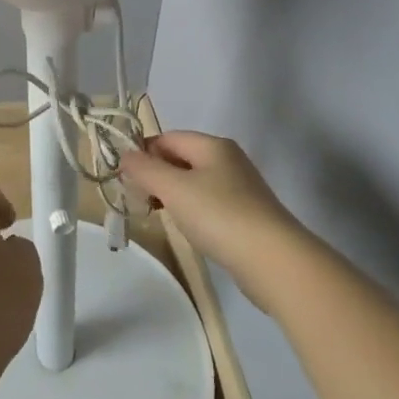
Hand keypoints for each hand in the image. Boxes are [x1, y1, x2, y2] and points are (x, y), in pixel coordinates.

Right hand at [120, 132, 307, 305]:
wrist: (274, 260)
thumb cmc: (219, 216)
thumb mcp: (174, 188)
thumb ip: (145, 169)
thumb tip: (124, 154)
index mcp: (213, 145)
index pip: (168, 138)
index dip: (143, 153)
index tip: (125, 178)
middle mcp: (229, 160)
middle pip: (181, 158)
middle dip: (157, 175)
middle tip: (138, 199)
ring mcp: (241, 188)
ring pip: (195, 183)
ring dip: (173, 195)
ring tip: (159, 215)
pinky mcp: (247, 215)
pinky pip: (209, 204)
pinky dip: (193, 212)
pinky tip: (189, 230)